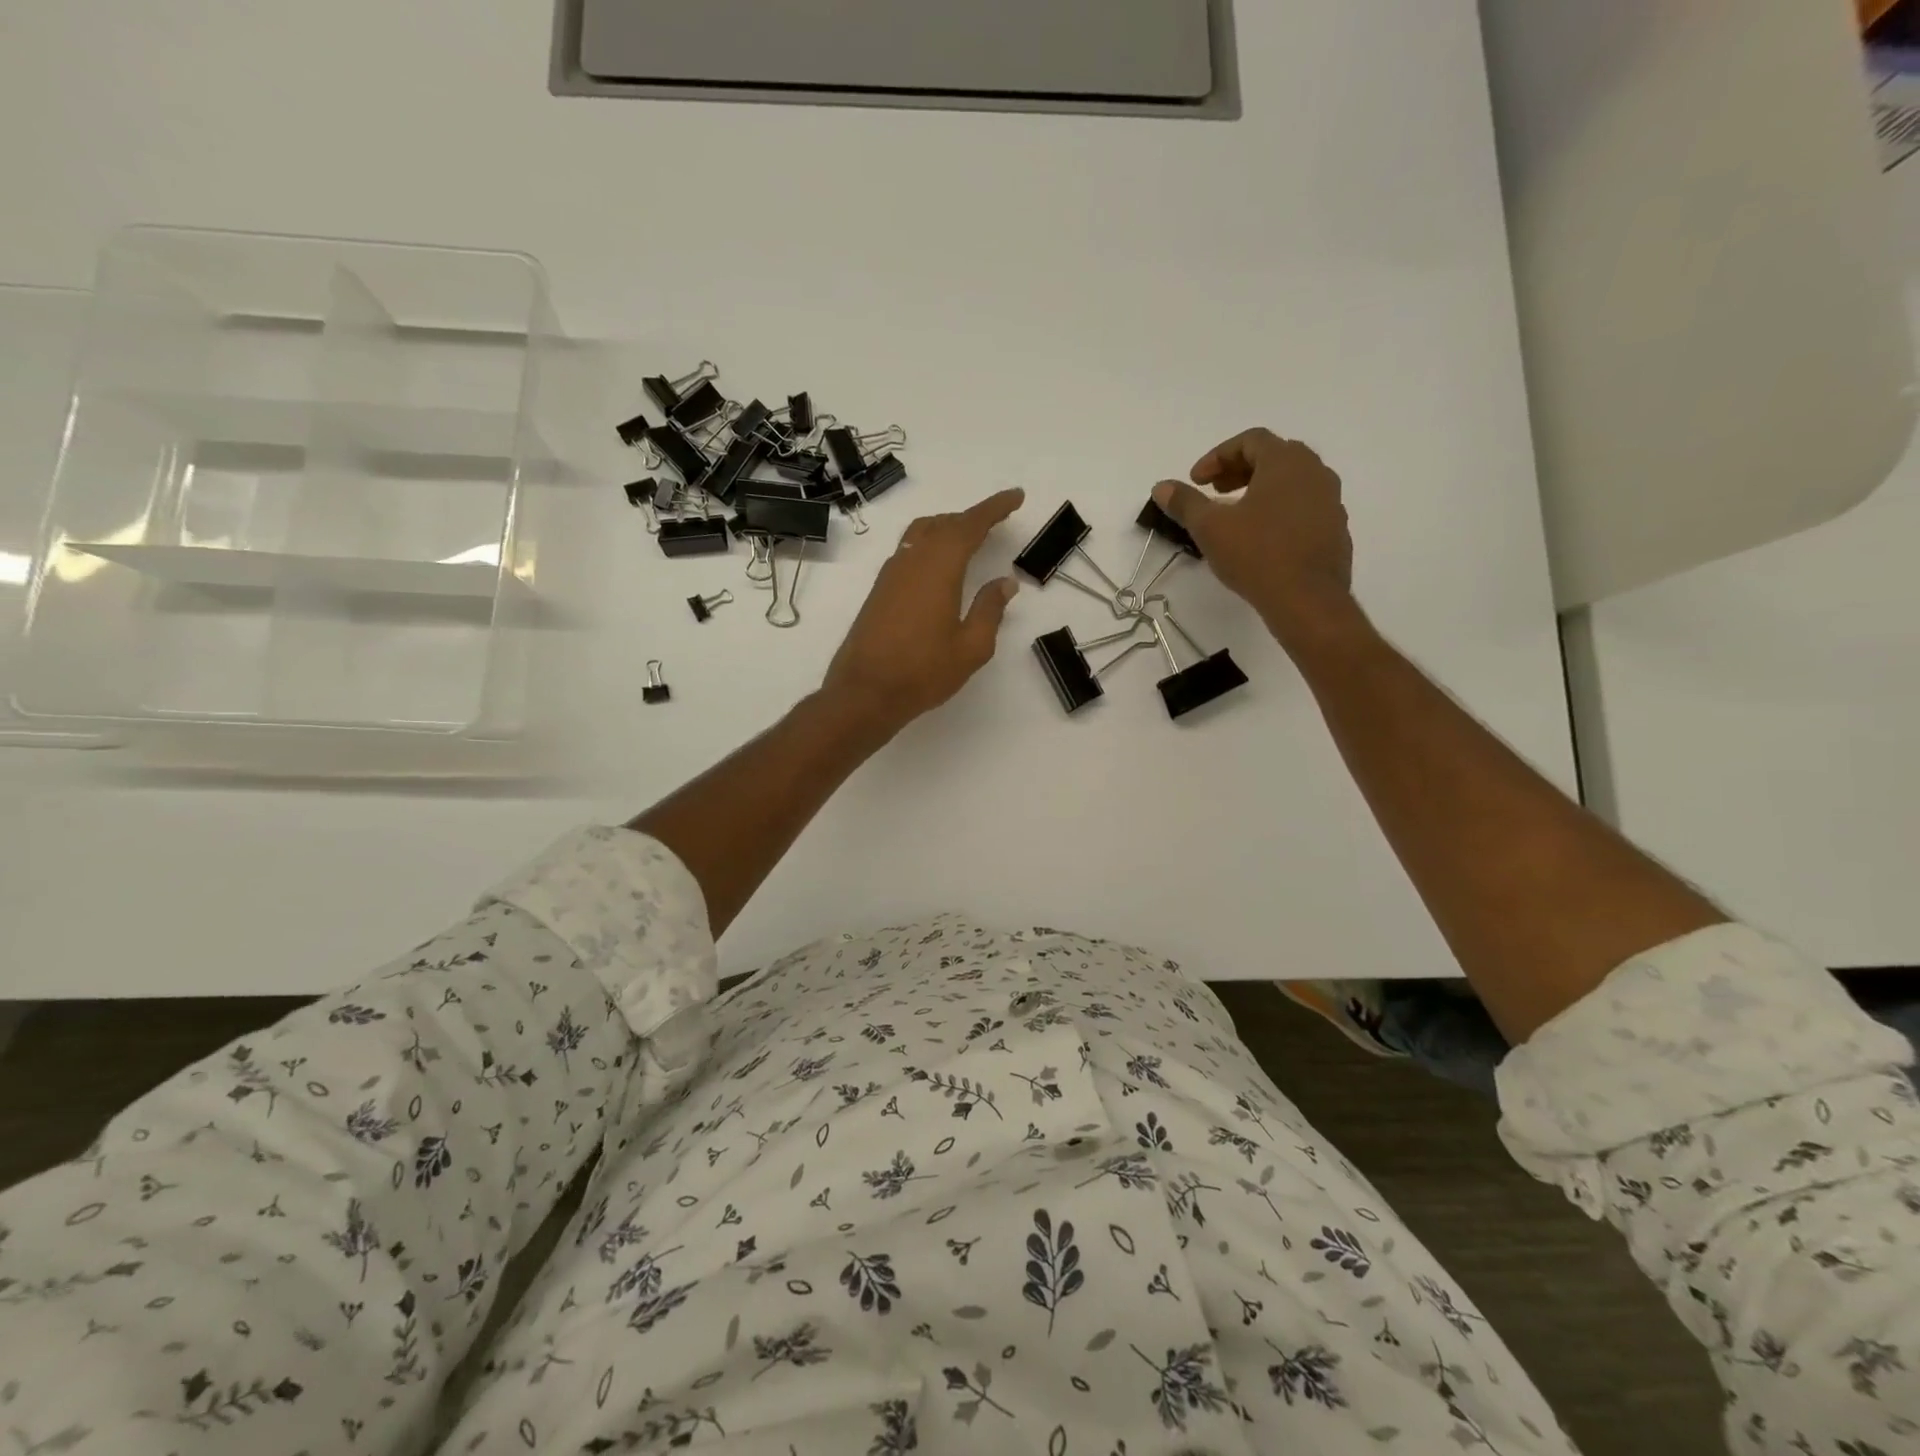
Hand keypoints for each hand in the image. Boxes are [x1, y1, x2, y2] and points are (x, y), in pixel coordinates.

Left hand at [822, 488, 1024, 734]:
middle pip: (944, 524)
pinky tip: (937, 566)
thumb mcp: (971, 647)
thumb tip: (1005, 583)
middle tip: (996, 520)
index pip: (970, 525)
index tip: (1016, 496)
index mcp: (939, 568)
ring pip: (921, 534)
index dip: (994, 508)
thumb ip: (989, 610)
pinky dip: (929, 545)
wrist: (865, 692)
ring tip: (968, 538)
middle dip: (972, 518)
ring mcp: (891, 575)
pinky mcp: (879, 591)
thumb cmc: (923, 672)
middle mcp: (912, 562)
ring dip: (947, 528)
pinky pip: (908, 552)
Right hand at [1151, 428, 1356, 655]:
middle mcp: (1314, 472)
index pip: (1250, 440)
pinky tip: (1262, 537)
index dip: (1217, 457)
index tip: (1196, 481)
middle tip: (1214, 492)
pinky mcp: (1335, 528)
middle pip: (1274, 456)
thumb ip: (1185, 503)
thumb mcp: (1210, 528)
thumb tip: (1161, 487)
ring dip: (1260, 489)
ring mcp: (1330, 500)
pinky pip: (1304, 506)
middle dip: (1239, 470)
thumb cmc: (1256, 554)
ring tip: (1236, 515)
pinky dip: (1279, 509)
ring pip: (1292, 481)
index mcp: (1285, 462)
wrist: (1307, 599)